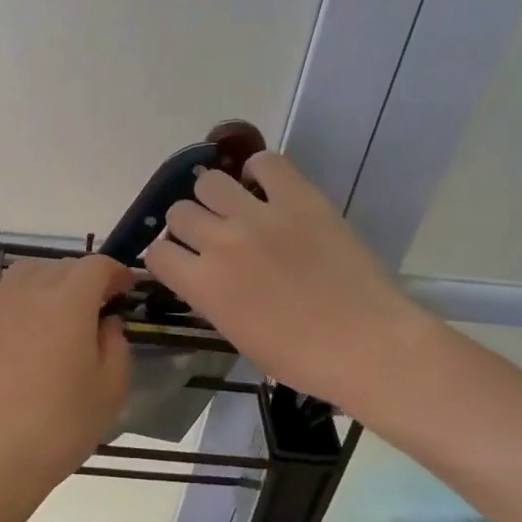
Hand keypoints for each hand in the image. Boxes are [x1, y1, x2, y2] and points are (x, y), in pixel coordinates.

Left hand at [0, 255, 132, 511]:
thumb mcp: (111, 389)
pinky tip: (11, 318)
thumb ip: (116, 345)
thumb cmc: (61, 424)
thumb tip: (106, 322)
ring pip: (25, 272)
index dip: (116, 272)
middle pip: (62, 266)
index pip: (98, 265)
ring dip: (47, 282)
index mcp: (71, 301)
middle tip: (96, 308)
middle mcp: (31, 291)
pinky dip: (5, 296)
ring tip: (55, 310)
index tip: (126, 290)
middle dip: (85, 279)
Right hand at [142, 152, 430, 412]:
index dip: (167, 258)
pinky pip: (265, 163)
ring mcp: (259, 215)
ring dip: (216, 197)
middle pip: (179, 212)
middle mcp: (221, 241)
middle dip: (190, 226)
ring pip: (210, 181)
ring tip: (238, 209)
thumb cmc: (300, 358)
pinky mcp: (299, 197)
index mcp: (203, 285)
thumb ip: (211, 298)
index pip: (156, 253)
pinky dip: (260, 172)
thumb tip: (205, 276)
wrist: (366, 345)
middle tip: (213, 237)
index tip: (184, 263)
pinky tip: (268, 190)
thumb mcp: (237, 335)